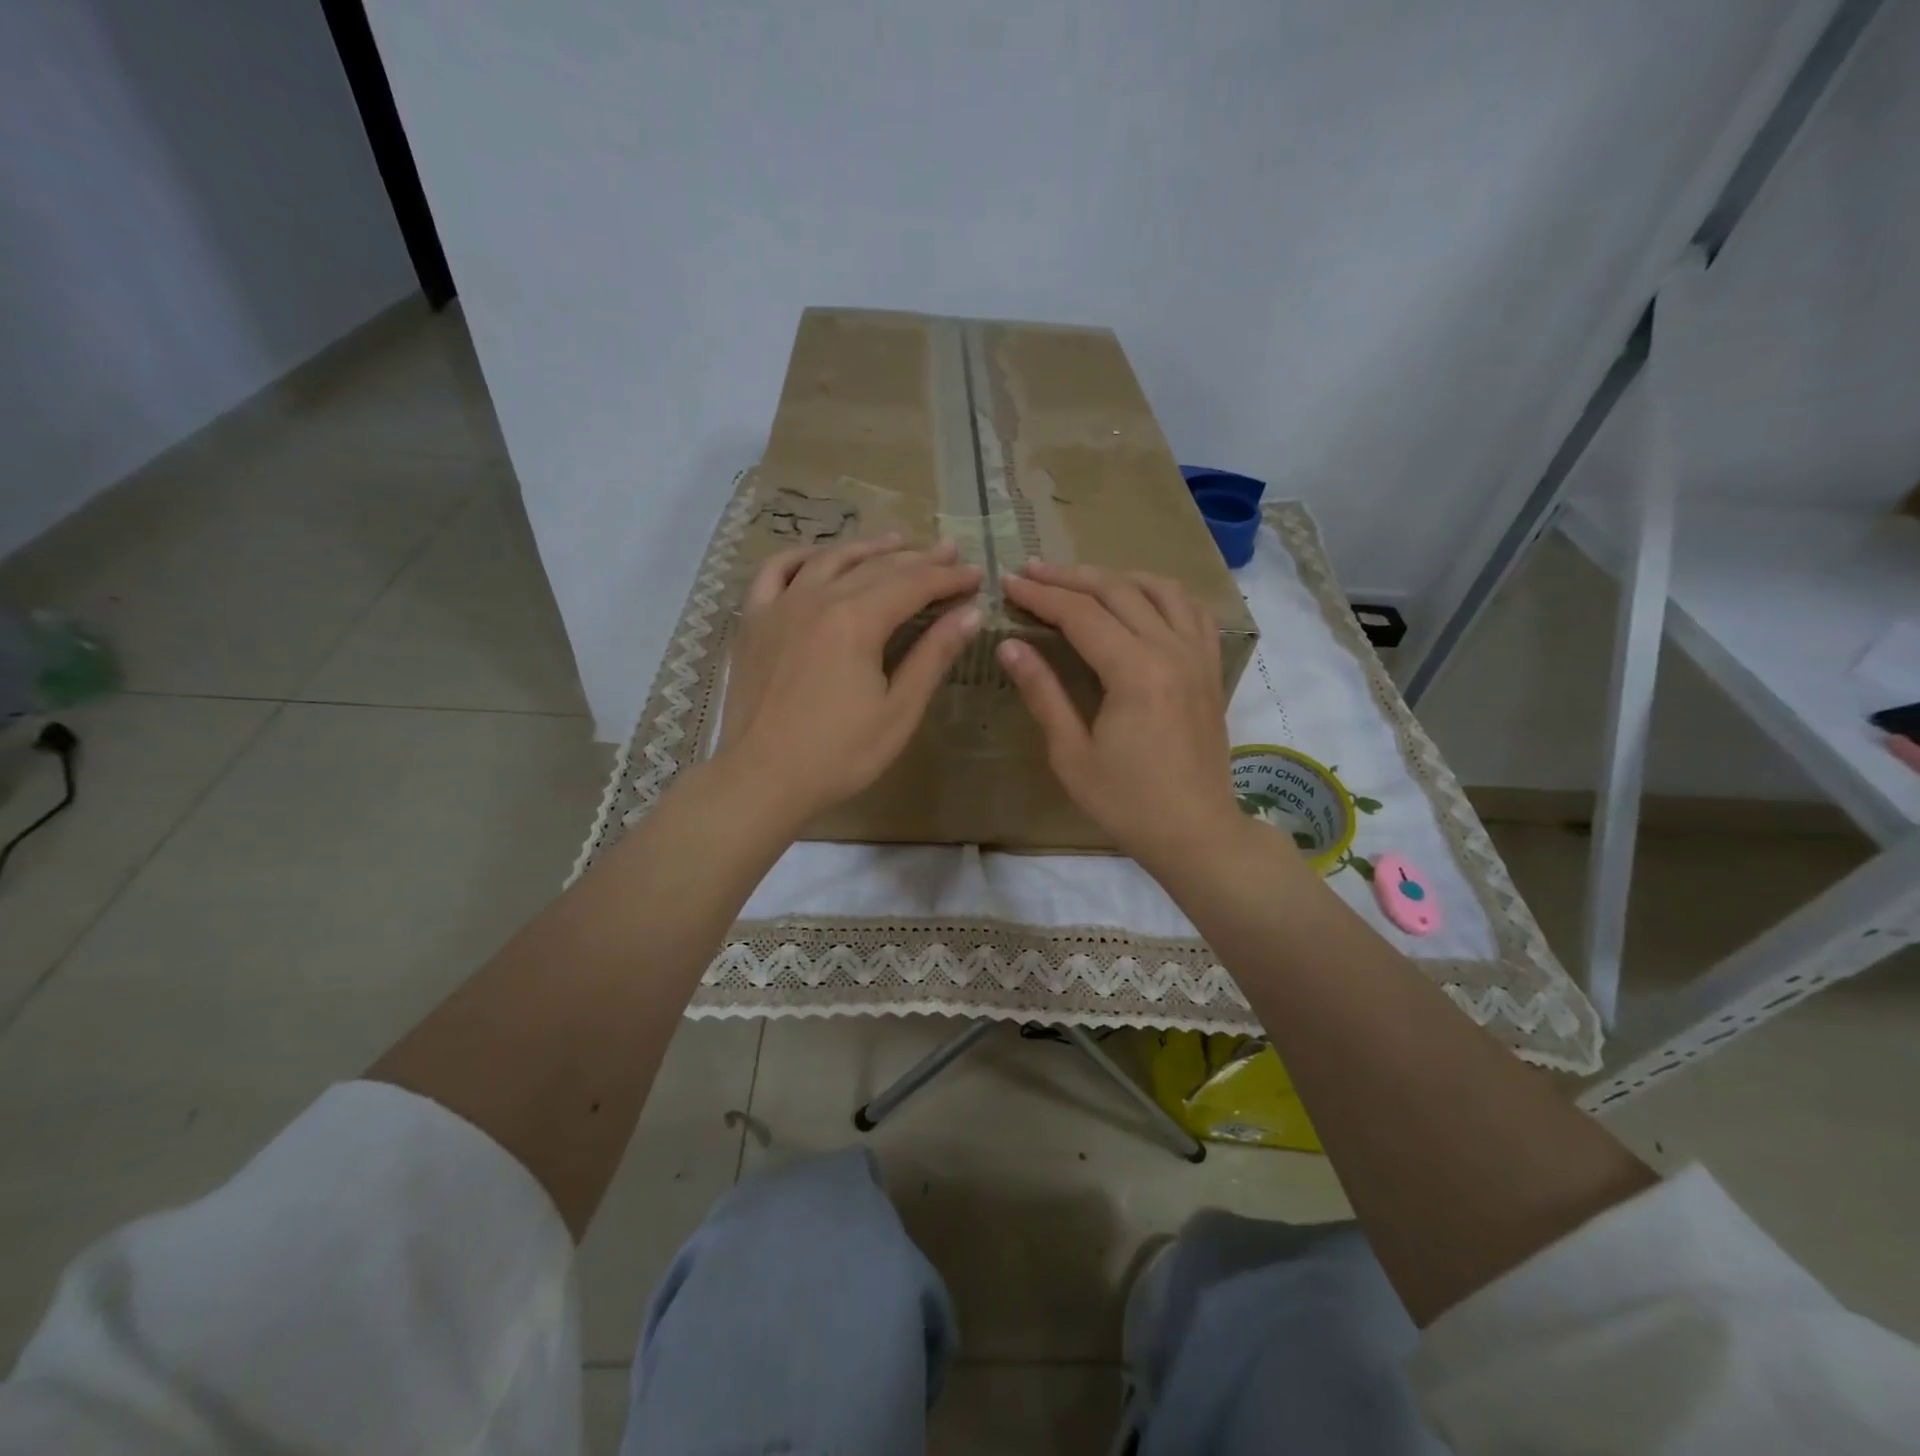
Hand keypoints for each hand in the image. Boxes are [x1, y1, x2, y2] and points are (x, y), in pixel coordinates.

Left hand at [718, 536, 981, 825]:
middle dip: (918, 558)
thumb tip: (971, 613)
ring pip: (830, 560)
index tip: (975, 576)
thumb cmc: (839, 754)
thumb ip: (933, 655)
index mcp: (857, 620)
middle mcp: (818, 598)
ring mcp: (780, 606)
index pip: (913, 584)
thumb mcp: (899, 710)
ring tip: (898, 541)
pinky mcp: (754, 622)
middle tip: (948, 552)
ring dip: (868, 548)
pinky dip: (802, 557)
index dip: (948, 578)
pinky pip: (775, 571)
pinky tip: (820, 557)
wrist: (762, 779)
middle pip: (876, 567)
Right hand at [998, 563, 1243, 872]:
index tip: (1010, 583)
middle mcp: (1170, 650)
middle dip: (1070, 578)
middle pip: (1117, 591)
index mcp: (1135, 671)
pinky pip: (1193, 611)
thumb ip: (1043, 692)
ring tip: (1082, 579)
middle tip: (1033, 571)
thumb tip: (1010, 645)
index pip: (1080, 614)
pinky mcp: (1210, 668)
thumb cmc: (1127, 802)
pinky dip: (1163, 593)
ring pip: (1159, 589)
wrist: (1195, 831)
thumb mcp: (1071, 754)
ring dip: (1116, 576)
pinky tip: (1142, 598)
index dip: (1041, 596)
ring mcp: (1198, 656)